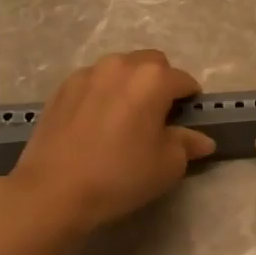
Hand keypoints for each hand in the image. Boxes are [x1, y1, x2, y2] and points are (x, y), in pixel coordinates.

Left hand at [9, 50, 215, 230]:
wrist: (53, 190)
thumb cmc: (120, 175)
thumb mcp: (167, 165)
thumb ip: (187, 145)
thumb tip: (202, 140)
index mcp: (153, 79)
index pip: (184, 80)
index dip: (190, 100)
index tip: (187, 120)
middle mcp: (121, 65)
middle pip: (152, 64)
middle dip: (160, 83)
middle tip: (157, 116)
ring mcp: (88, 73)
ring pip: (120, 69)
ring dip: (129, 85)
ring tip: (125, 117)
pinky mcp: (63, 88)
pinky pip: (94, 82)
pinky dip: (103, 94)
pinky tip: (97, 122)